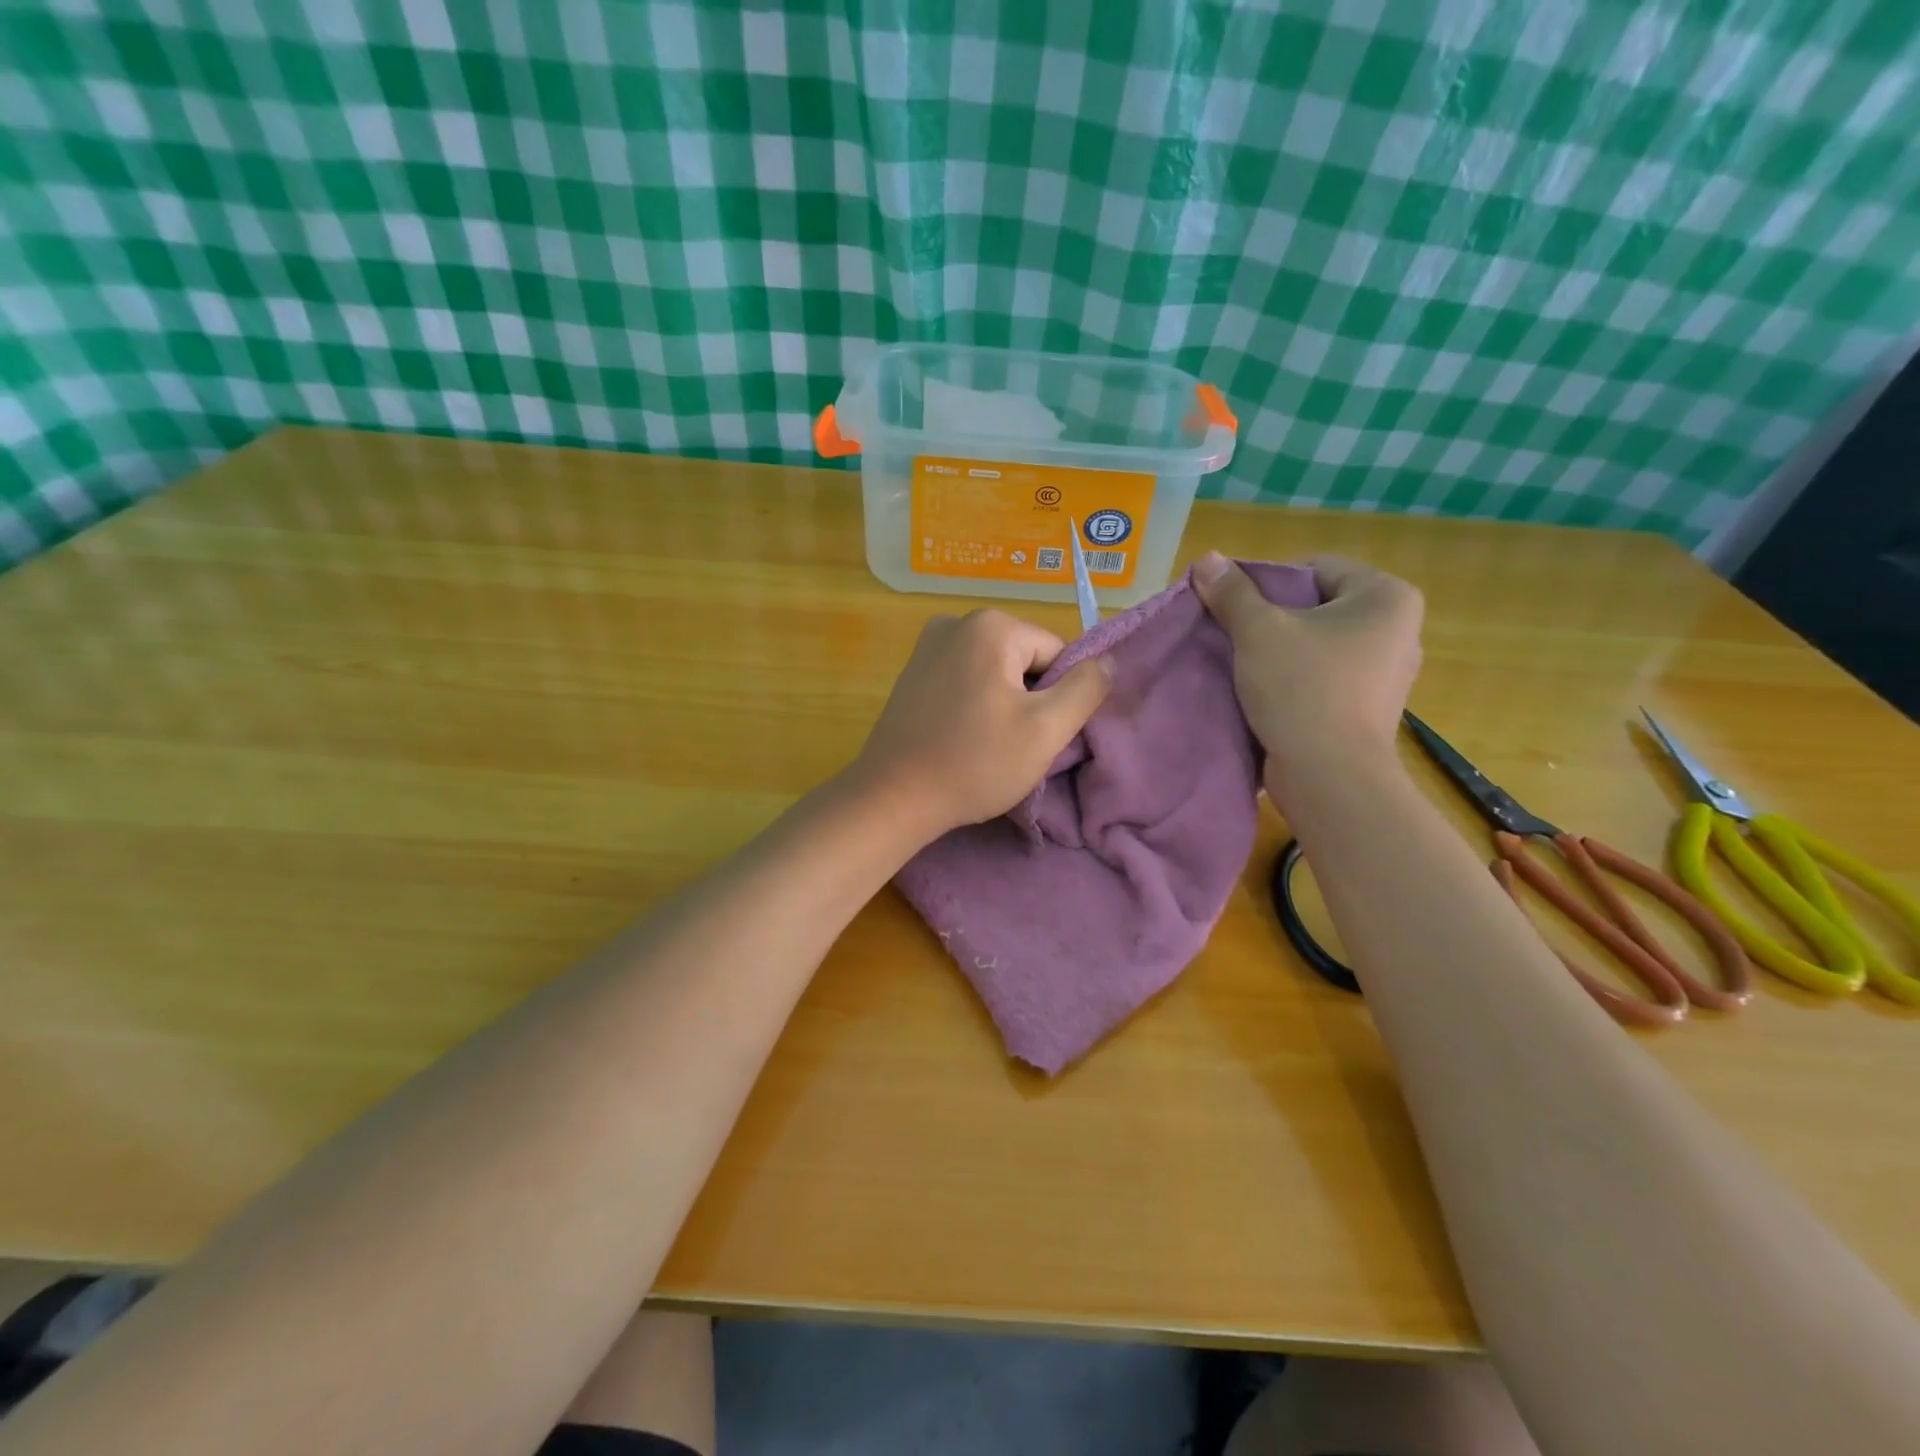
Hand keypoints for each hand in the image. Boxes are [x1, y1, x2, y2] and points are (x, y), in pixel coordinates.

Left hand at [846, 610, 1110, 841]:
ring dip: (1003, 705)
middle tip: (1012, 744)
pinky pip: (965, 680)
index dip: (1057, 697)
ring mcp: (928, 645)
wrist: (894, 797)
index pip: (1056, 654)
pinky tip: (962, 737)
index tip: (1035, 734)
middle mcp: (957, 622)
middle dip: (1029, 699)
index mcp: (991, 626)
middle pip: (1025, 660)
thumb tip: (1108, 661)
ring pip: (996, 672)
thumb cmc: (975, 763)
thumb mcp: (1046, 730)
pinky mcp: (912, 672)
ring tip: (986, 744)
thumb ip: (1086, 689)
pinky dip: (974, 706)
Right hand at [1192, 551, 1422, 785]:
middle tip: (1233, 635)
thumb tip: (1207, 559)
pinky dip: (1296, 678)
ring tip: (1245, 665)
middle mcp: (1399, 629)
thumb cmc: (1302, 689)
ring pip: (1319, 644)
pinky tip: (1267, 692)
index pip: (1314, 568)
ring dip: (1281, 650)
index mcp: (1387, 596)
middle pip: (1316, 606)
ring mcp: (1388, 672)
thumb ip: (1232, 592)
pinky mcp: (1370, 707)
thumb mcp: (1259, 631)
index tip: (1234, 609)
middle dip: (1272, 618)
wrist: (1329, 776)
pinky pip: (1325, 676)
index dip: (1266, 583)